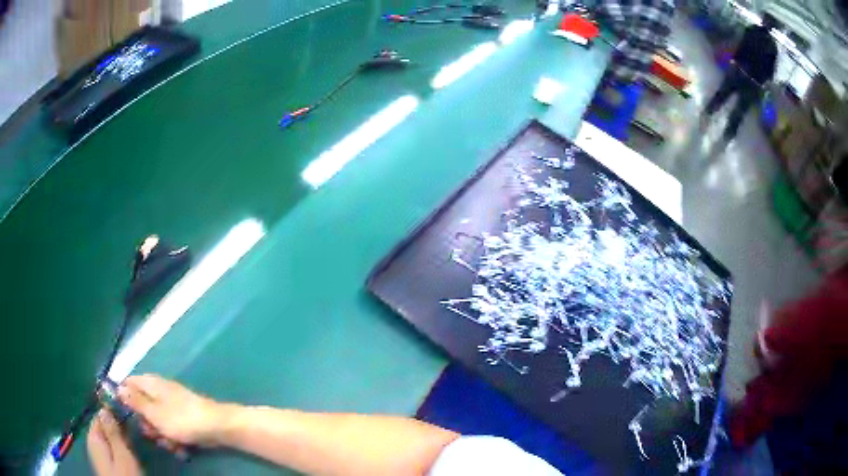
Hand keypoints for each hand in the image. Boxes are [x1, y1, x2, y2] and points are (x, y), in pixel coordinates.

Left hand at [87, 410, 141, 475]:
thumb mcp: (121, 455)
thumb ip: (112, 432)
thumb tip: (104, 407)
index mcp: (93, 436)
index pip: (99, 414)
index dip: (112, 409)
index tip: (127, 406)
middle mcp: (94, 443)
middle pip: (104, 427)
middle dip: (118, 423)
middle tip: (135, 421)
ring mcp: (101, 455)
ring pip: (109, 438)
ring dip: (121, 435)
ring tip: (136, 433)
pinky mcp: (109, 465)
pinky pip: (113, 448)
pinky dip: (121, 445)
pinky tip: (131, 448)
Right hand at [119, 374, 232, 451]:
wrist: (216, 427)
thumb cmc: (181, 419)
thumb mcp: (153, 412)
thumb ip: (135, 401)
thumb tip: (118, 387)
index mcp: (151, 383)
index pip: (129, 383)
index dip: (124, 397)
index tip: (124, 413)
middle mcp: (160, 391)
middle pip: (143, 407)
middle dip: (148, 425)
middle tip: (154, 433)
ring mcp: (173, 405)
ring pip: (157, 422)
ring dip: (162, 436)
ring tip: (171, 442)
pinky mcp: (184, 419)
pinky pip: (171, 429)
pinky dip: (175, 439)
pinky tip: (181, 447)